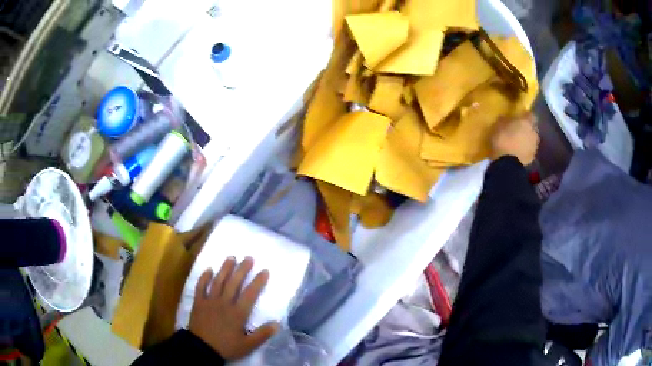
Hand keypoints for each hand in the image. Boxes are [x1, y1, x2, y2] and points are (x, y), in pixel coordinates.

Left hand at [189, 257, 278, 359]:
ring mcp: (210, 301)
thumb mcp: (248, 345)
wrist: (201, 349)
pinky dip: (204, 277)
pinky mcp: (198, 302)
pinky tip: (208, 269)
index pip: (250, 294)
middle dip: (242, 269)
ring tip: (231, 258)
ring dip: (225, 269)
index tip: (264, 270)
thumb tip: (277, 323)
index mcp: (237, 313)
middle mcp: (224, 303)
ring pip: (218, 281)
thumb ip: (262, 334)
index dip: (258, 281)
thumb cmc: (226, 347)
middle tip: (248, 258)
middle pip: (234, 283)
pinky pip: (200, 287)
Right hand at [491, 113, 538, 164]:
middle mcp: (534, 132)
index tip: (519, 116)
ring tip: (517, 142)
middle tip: (517, 130)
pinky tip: (517, 152)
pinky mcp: (532, 159)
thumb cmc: (503, 140)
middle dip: (526, 128)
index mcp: (526, 121)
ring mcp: (534, 146)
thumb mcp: (498, 125)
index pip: (530, 114)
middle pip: (532, 128)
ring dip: (526, 140)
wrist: (508, 165)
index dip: (525, 115)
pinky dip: (524, 150)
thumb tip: (506, 118)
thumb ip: (504, 120)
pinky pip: (528, 151)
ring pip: (531, 140)